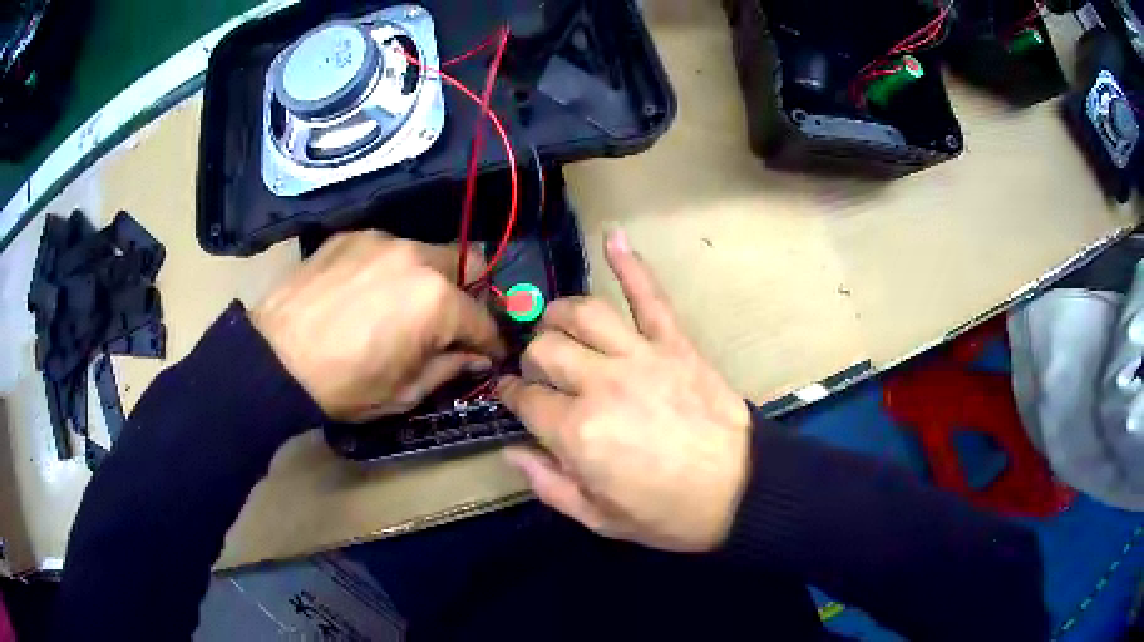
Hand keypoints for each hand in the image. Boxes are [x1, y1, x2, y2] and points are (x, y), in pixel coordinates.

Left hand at [252, 230, 505, 421]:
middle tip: (448, 322)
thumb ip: (450, 368)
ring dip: (426, 278)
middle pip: (465, 264)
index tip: (489, 354)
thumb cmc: (345, 385)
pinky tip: (367, 291)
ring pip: (424, 253)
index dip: (490, 342)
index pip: (483, 319)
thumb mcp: (405, 392)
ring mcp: (382, 240)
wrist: (275, 360)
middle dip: (466, 295)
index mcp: (437, 301)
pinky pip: (386, 248)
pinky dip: (388, 268)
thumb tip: (476, 357)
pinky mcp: (351, 235)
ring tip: (401, 304)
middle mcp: (417, 258)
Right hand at [497, 229, 751, 551]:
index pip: (525, 398)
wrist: (739, 491)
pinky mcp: (675, 344)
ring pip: (584, 313)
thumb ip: (548, 485)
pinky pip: (649, 296)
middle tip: (540, 372)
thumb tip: (510, 451)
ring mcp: (641, 357)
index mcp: (577, 432)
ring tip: (556, 322)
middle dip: (533, 358)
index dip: (511, 396)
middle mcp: (601, 384)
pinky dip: (631, 264)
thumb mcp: (599, 518)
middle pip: (546, 349)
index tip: (511, 397)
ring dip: (560, 313)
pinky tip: (614, 237)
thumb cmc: (668, 513)